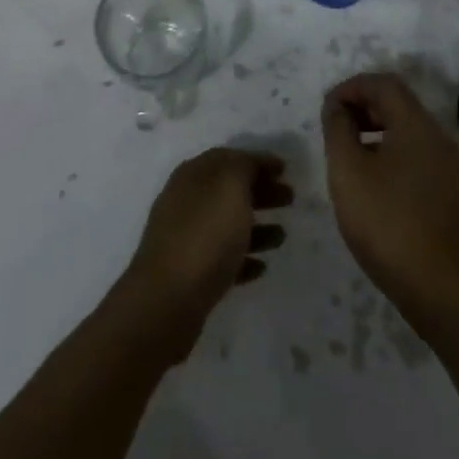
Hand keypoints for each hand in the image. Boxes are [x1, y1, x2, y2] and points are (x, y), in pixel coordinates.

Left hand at [117, 148, 291, 360]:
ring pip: (227, 225)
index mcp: (193, 176)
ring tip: (282, 236)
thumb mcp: (229, 186)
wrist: (168, 300)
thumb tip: (249, 164)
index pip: (229, 158)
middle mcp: (186, 202)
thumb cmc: (204, 235)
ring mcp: (185, 239)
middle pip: (228, 190)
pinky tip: (261, 267)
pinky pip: (222, 259)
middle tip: (290, 199)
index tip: (286, 169)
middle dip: (260, 191)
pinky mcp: (189, 274)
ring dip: (256, 227)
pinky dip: (244, 258)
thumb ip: (243, 167)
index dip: (258, 160)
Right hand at [323, 73, 458, 333]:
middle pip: (397, 103)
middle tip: (332, 127)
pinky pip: (413, 153)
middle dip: (361, 105)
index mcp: (416, 125)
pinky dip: (387, 150)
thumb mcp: (348, 171)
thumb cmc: (387, 222)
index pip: (383, 83)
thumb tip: (337, 107)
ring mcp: (445, 165)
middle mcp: (436, 137)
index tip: (326, 109)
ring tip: (344, 151)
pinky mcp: (445, 190)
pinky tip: (368, 179)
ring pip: (405, 129)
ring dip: (373, 129)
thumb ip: (338, 129)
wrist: (439, 288)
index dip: (351, 87)